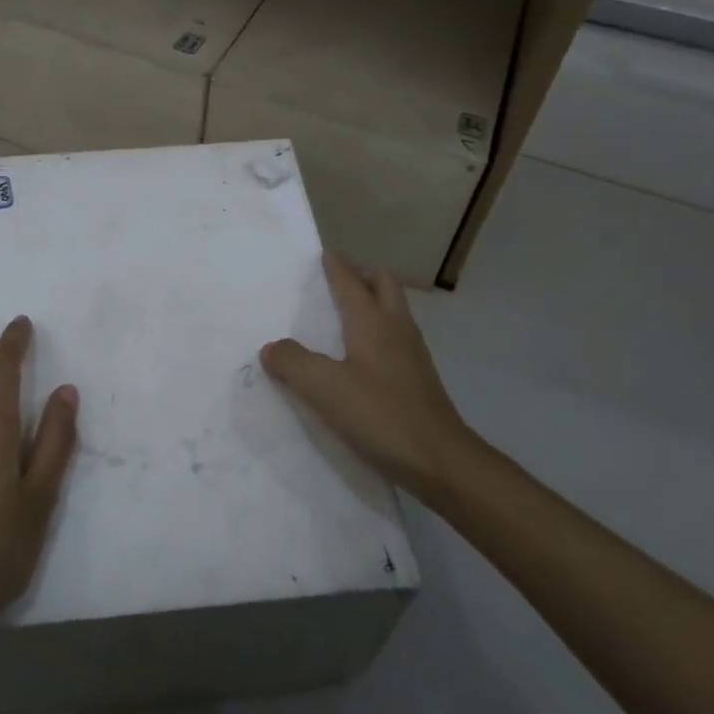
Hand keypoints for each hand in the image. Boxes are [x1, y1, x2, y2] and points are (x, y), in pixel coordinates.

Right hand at [260, 252, 471, 498]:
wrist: (440, 460)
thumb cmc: (381, 415)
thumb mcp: (325, 388)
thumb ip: (294, 363)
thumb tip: (272, 348)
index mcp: (372, 322)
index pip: (351, 282)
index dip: (336, 266)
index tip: (324, 253)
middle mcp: (396, 328)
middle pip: (383, 284)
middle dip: (362, 273)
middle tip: (339, 276)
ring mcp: (412, 353)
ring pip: (393, 309)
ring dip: (373, 299)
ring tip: (346, 311)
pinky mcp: (418, 378)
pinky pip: (396, 336)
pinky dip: (378, 329)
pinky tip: (361, 354)